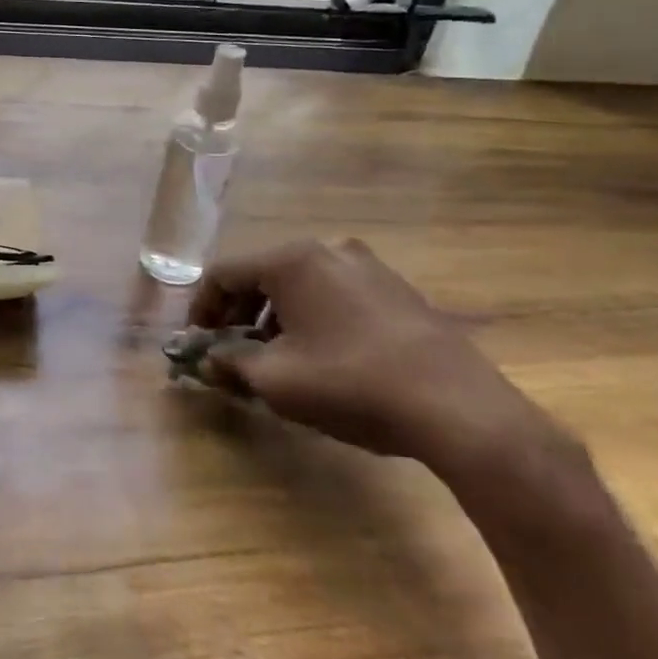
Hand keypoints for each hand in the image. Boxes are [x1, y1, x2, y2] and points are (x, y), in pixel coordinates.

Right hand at [188, 239, 552, 471]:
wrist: (458, 408)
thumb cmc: (351, 383)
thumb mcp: (276, 380)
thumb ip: (230, 363)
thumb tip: (206, 360)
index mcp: (291, 260)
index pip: (223, 273)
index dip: (201, 308)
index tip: (199, 344)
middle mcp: (327, 250)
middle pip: (262, 274)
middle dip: (239, 314)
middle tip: (233, 352)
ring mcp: (368, 266)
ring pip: (300, 285)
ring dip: (276, 317)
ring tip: (277, 359)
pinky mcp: (397, 289)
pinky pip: (335, 294)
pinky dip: (313, 317)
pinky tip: (323, 356)